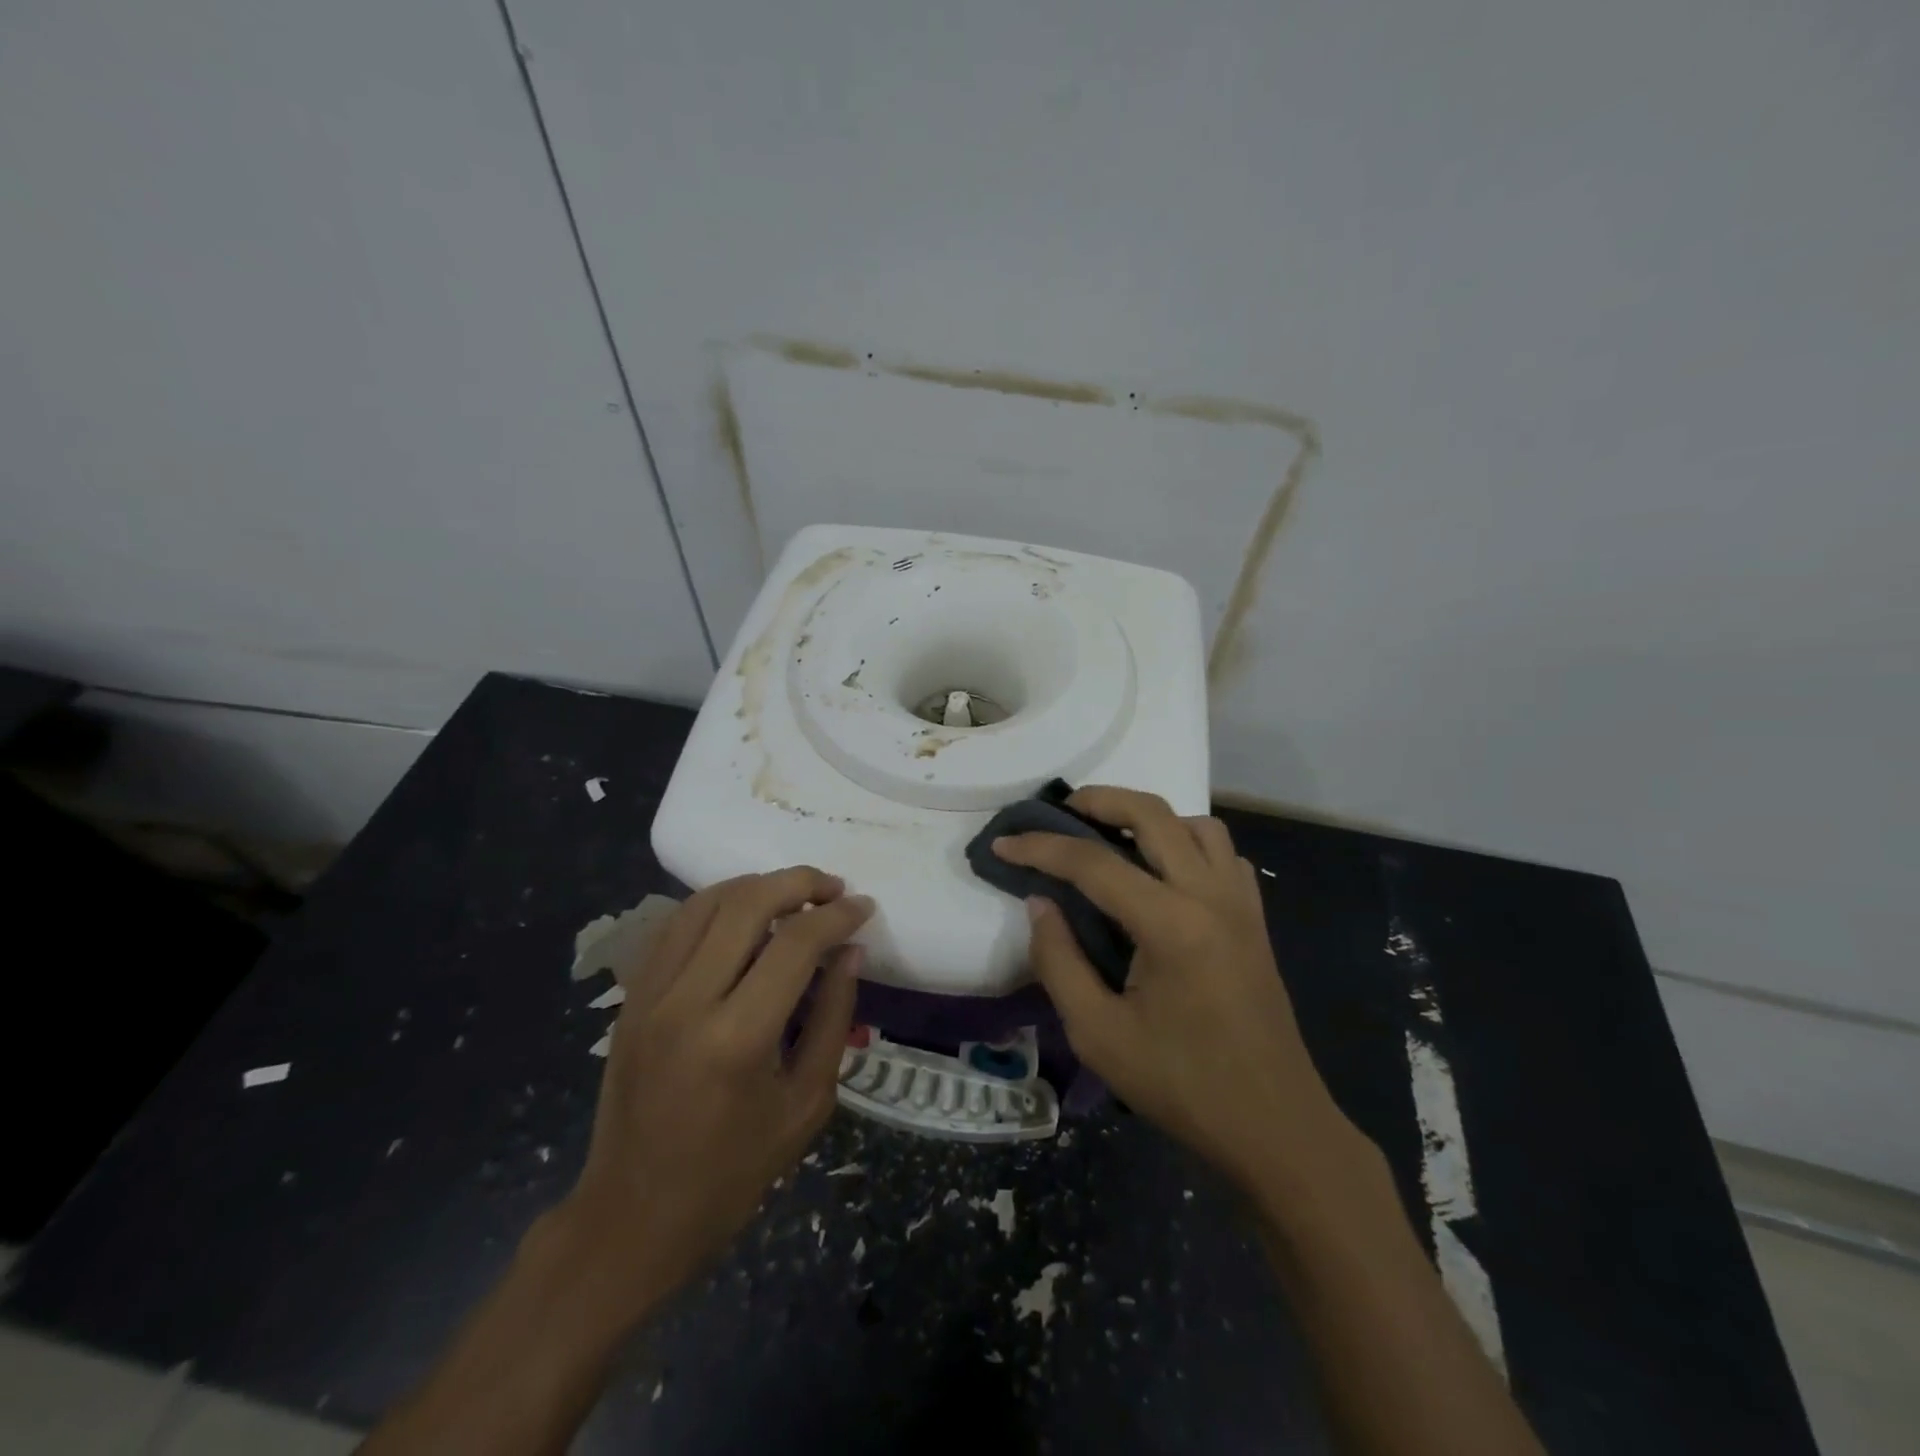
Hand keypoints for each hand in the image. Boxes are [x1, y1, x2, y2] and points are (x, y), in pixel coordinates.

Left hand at [552, 868, 871, 1315]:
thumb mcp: (805, 1103)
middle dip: (799, 882)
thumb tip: (851, 952)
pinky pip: (674, 925)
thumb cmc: (732, 1173)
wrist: (632, 1216)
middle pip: (746, 904)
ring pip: (705, 902)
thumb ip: (832, 1018)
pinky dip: (715, 905)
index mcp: (737, 1038)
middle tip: (833, 888)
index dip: (837, 916)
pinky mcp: (631, 997)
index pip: (796, 944)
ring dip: (756, 886)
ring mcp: (649, 995)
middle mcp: (687, 1002)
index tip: (864, 906)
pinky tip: (742, 913)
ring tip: (793, 894)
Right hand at [994, 787, 1338, 1193]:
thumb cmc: (1183, 1086)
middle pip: (1152, 814)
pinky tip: (1164, 873)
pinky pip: (1223, 854)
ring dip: (1150, 817)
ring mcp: (1241, 903)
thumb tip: (1039, 903)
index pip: (1093, 863)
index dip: (1041, 848)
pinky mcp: (1255, 919)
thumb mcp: (1099, 1035)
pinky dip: (1188, 843)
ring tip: (1112, 836)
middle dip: (1099, 800)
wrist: (1275, 1127)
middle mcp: (1210, 896)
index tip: (1002, 843)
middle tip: (1059, 811)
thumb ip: (1059, 961)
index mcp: (1171, 925)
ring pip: (1196, 824)